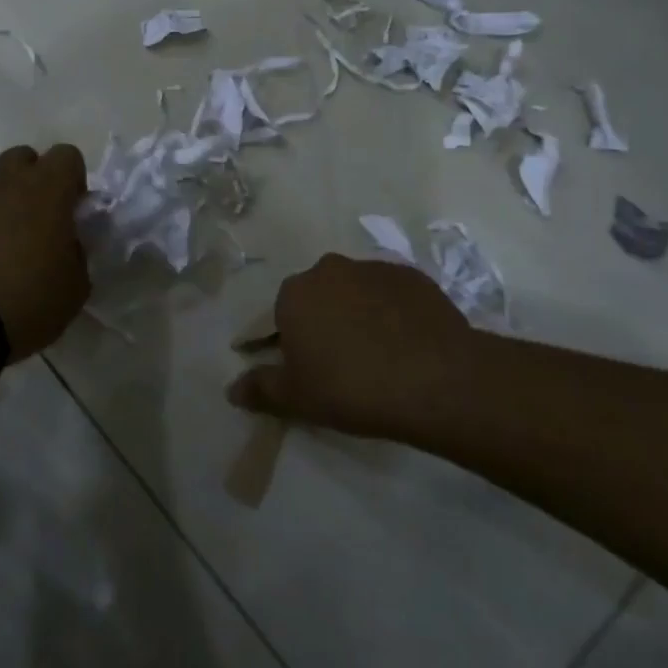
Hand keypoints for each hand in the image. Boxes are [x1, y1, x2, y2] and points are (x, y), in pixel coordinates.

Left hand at [0, 144, 91, 360]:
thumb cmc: (29, 297)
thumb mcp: (76, 284)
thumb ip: (77, 254)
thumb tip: (67, 246)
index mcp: (47, 188)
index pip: (68, 155)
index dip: (74, 181)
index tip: (74, 214)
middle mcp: (8, 184)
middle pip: (24, 158)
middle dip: (36, 180)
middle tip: (44, 222)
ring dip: (8, 208)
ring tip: (13, 253)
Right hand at [227, 253, 474, 440]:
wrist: (435, 378)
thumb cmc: (351, 387)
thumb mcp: (297, 398)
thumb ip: (261, 389)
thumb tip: (231, 389)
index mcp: (295, 293)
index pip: (280, 316)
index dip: (290, 344)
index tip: (306, 371)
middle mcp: (329, 269)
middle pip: (318, 297)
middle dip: (323, 323)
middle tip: (340, 365)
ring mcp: (373, 268)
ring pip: (355, 292)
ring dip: (358, 314)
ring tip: (378, 356)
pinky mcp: (413, 276)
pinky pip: (391, 294)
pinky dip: (392, 312)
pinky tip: (406, 344)